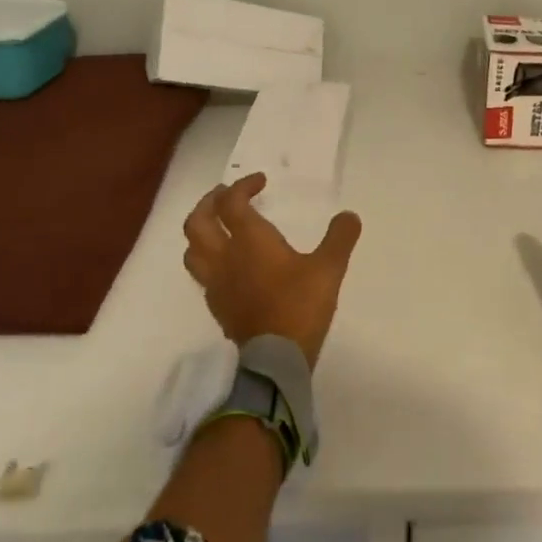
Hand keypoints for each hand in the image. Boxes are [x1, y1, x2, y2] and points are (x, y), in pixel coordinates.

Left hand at [182, 172, 362, 368]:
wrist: (275, 359)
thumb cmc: (299, 306)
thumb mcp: (328, 268)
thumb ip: (339, 238)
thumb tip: (349, 216)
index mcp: (249, 240)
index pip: (233, 202)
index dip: (243, 186)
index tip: (261, 182)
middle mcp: (225, 256)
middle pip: (198, 222)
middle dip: (209, 203)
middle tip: (226, 196)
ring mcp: (216, 283)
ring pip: (192, 249)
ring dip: (201, 231)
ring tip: (219, 227)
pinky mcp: (217, 306)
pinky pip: (202, 273)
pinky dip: (209, 259)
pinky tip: (227, 264)